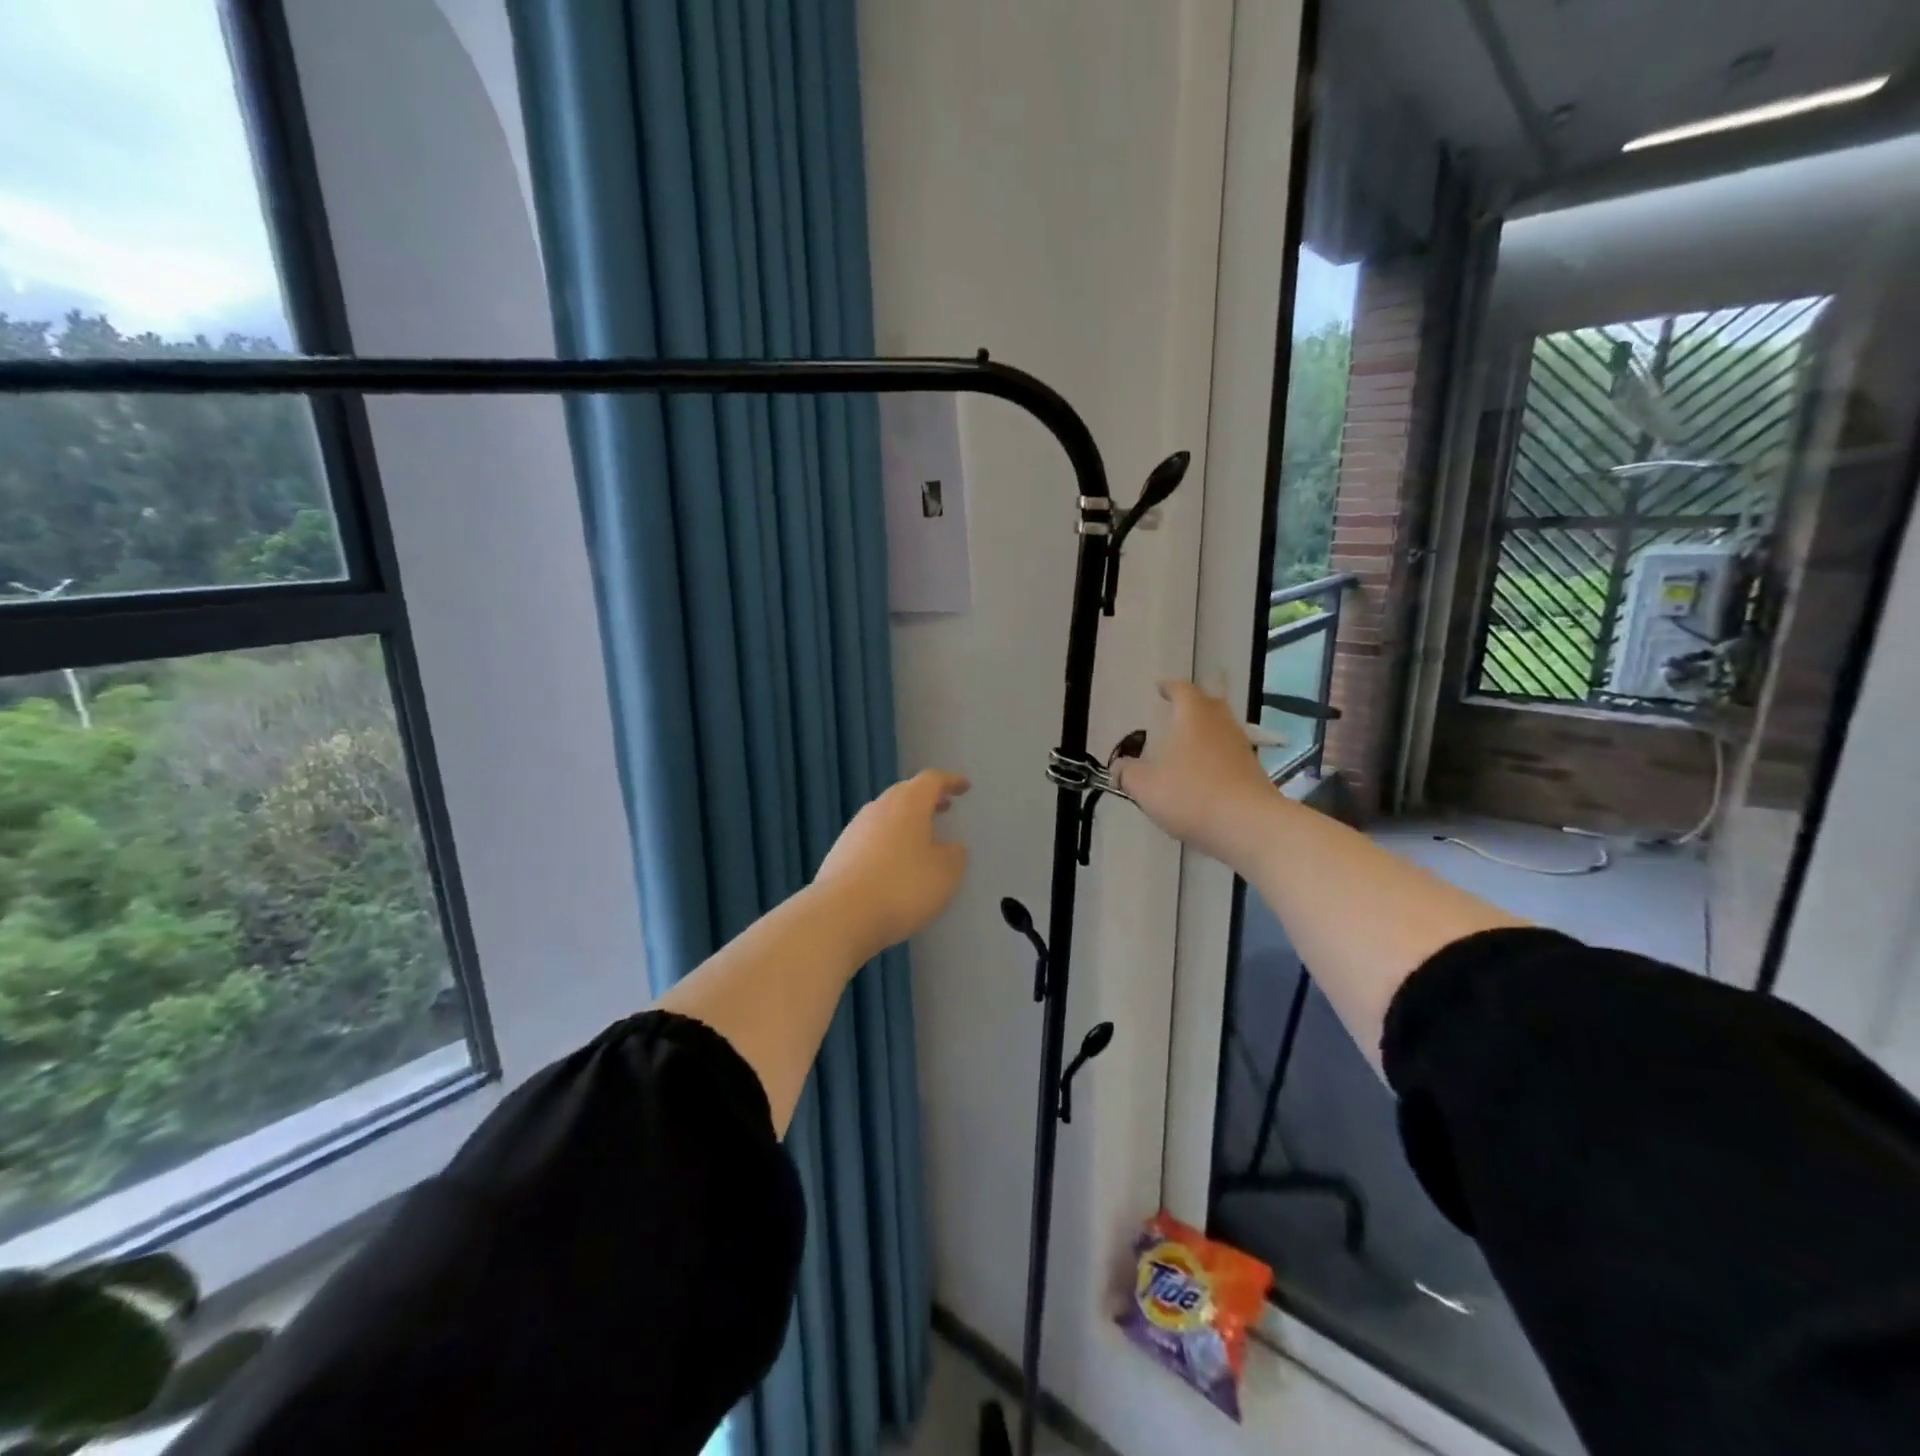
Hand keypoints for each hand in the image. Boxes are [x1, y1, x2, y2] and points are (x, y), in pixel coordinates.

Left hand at [812, 769, 969, 959]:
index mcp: (908, 804)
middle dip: (926, 799)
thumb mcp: (945, 873)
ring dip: (905, 821)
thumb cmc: (902, 887)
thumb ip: (954, 855)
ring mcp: (854, 830)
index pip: (931, 780)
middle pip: (904, 793)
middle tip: (944, 807)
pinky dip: (887, 842)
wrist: (840, 915)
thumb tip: (950, 847)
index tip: (964, 787)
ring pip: (885, 816)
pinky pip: (870, 838)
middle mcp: (878, 808)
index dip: (950, 781)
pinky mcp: (839, 854)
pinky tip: (893, 864)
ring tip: (921, 838)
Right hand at [1115, 681, 1278, 875]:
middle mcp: (1221, 725)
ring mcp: (1242, 749)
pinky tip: (1203, 777)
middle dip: (1193, 706)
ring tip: (1187, 748)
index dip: (1170, 687)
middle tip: (1176, 713)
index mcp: (1194, 718)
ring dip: (1206, 734)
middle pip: (1210, 705)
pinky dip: (1216, 759)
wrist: (1250, 826)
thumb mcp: (1145, 786)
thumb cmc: (1191, 796)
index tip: (1160, 688)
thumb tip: (1119, 767)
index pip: (1182, 690)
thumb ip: (1127, 773)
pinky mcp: (1254, 773)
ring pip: (1222, 731)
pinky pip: (1230, 757)